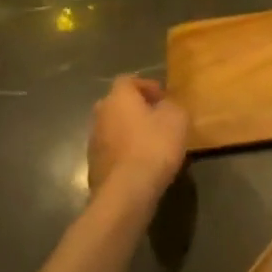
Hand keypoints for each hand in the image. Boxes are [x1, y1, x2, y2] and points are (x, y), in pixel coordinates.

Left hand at [88, 76, 187, 202]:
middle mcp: (100, 114)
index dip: (147, 86)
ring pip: (113, 128)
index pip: (128, 80)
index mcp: (118, 98)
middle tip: (157, 119)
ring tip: (152, 144)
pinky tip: (142, 163)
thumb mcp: (177, 119)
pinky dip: (125, 152)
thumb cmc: (154, 146)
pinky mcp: (94, 165)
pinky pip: (112, 150)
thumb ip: (172, 106)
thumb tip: (164, 106)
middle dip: (136, 109)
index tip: (164, 98)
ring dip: (129, 131)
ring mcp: (93, 141)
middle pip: (117, 104)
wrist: (126, 191)